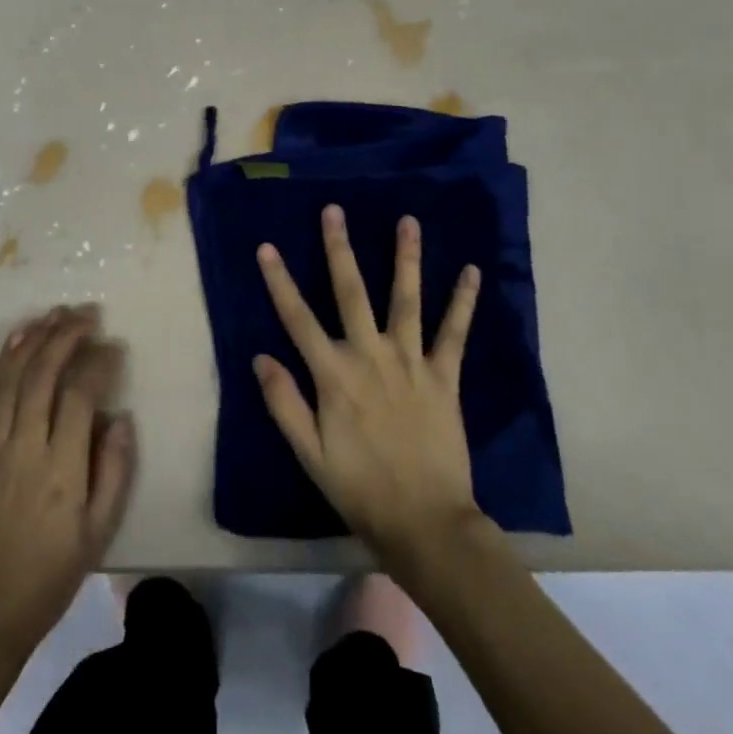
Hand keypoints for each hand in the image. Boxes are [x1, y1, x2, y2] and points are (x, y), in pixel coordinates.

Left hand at [0, 305, 135, 669]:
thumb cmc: (47, 579)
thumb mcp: (97, 535)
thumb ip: (114, 471)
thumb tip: (120, 416)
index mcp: (60, 471)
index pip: (79, 395)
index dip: (98, 362)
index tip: (114, 346)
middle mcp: (23, 448)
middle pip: (43, 374)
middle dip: (66, 336)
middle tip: (87, 313)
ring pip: (12, 378)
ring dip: (34, 339)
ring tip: (56, 313)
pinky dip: (5, 362)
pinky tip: (18, 341)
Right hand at [254, 206, 482, 564]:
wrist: (425, 522)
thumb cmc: (360, 488)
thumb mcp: (309, 453)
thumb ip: (284, 402)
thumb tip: (260, 356)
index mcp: (334, 375)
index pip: (298, 318)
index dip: (280, 281)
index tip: (267, 247)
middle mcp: (370, 356)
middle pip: (350, 292)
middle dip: (339, 248)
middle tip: (334, 210)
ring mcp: (411, 361)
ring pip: (406, 299)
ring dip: (406, 258)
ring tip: (408, 220)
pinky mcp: (444, 376)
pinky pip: (454, 332)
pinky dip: (463, 302)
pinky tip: (472, 271)